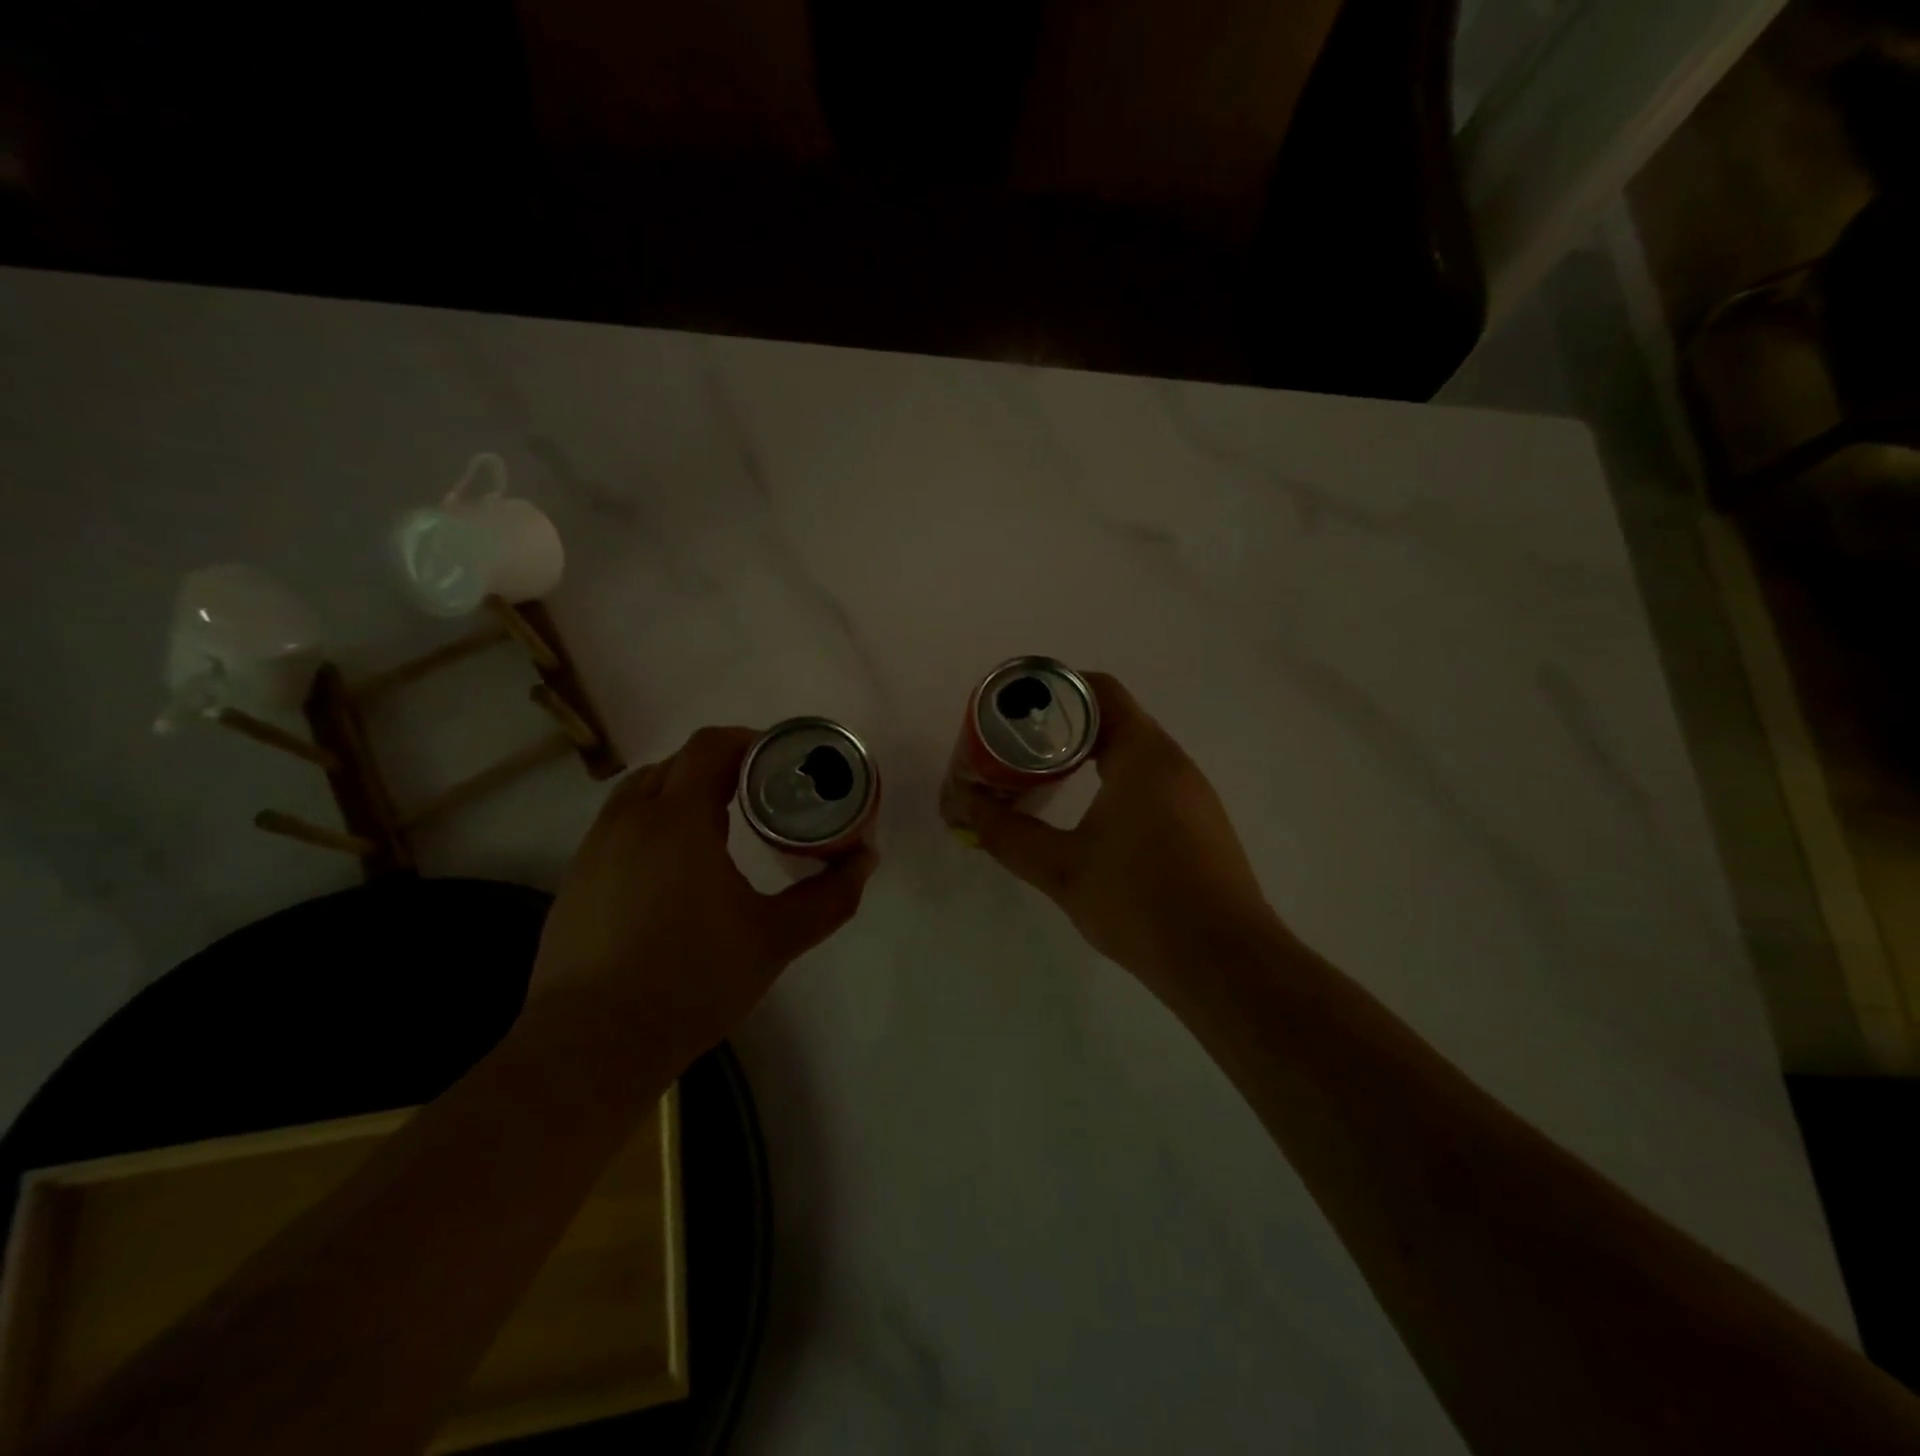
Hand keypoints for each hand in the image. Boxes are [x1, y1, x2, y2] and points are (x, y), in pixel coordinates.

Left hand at [529, 726, 876, 1064]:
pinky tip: (672, 871)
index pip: (711, 745)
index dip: (750, 742)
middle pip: (677, 763)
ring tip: (717, 826)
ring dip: (681, 792)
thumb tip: (865, 859)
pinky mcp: (575, 881)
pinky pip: (619, 827)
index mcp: (678, 818)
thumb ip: (829, 896)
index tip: (781, 762)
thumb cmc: (691, 981)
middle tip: (759, 795)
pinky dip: (651, 824)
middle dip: (720, 767)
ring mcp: (594, 849)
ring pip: (641, 792)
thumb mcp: (775, 939)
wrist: (592, 1046)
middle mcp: (629, 819)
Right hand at [948, 673, 1285, 999]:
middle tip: (1018, 749)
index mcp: (1143, 755)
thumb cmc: (1139, 901)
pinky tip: (1091, 819)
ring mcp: (1193, 794)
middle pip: (1115, 719)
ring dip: (1089, 757)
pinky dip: (1114, 783)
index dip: (1056, 690)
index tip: (1017, 710)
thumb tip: (963, 804)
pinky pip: (1151, 783)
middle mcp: (1174, 763)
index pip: (1100, 691)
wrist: (1223, 962)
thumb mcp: (1061, 868)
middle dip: (1063, 728)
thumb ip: (1007, 834)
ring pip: (1134, 753)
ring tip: (1044, 780)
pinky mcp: (1200, 825)